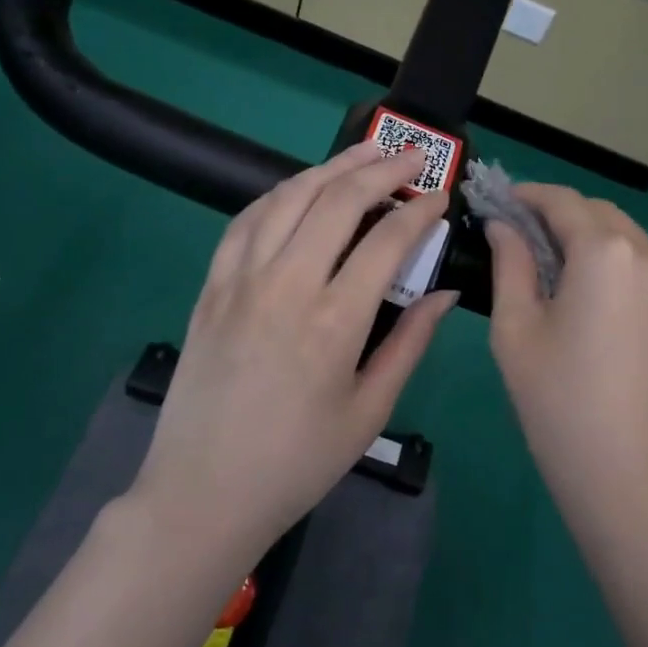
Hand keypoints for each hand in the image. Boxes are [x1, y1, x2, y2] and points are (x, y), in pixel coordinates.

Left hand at [133, 142, 457, 557]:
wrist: (202, 494)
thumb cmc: (297, 463)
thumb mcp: (369, 411)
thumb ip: (410, 343)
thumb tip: (444, 293)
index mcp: (334, 322)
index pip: (386, 241)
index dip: (419, 211)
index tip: (439, 197)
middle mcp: (285, 286)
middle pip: (337, 202)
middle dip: (380, 168)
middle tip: (411, 156)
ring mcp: (240, 281)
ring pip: (287, 198)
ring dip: (330, 168)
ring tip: (363, 152)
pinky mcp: (210, 288)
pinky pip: (245, 222)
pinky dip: (278, 194)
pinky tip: (299, 189)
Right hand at [485, 185, 647, 519]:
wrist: (622, 468)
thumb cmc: (554, 398)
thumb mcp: (515, 326)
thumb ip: (510, 262)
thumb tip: (502, 225)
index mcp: (606, 252)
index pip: (563, 201)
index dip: (529, 195)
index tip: (501, 199)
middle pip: (597, 212)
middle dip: (557, 213)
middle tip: (518, 231)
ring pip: (623, 234)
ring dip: (587, 233)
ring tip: (550, 258)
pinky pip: (644, 261)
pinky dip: (613, 257)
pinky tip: (587, 284)